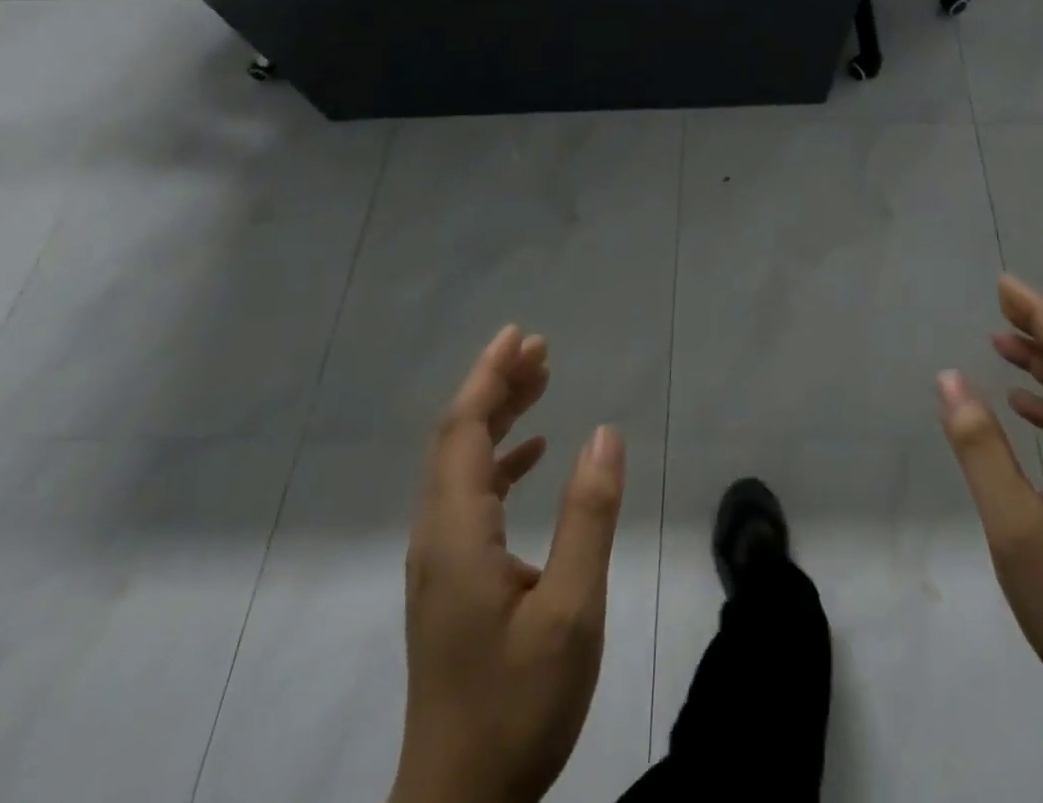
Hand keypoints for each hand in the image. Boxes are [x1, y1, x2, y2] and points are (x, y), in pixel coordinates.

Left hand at [390, 326, 625, 802]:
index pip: (464, 430)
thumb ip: (588, 517)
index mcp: (456, 533)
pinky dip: (501, 461)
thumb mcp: (570, 611)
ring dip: (499, 417)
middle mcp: (438, 535)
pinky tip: (535, 455)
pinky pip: (471, 496)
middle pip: (458, 438)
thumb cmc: (516, 706)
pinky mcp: (451, 582)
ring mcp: (440, 560)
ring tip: (541, 382)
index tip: (520, 335)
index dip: (489, 376)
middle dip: (496, 385)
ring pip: (463, 465)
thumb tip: (605, 432)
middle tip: (539, 348)